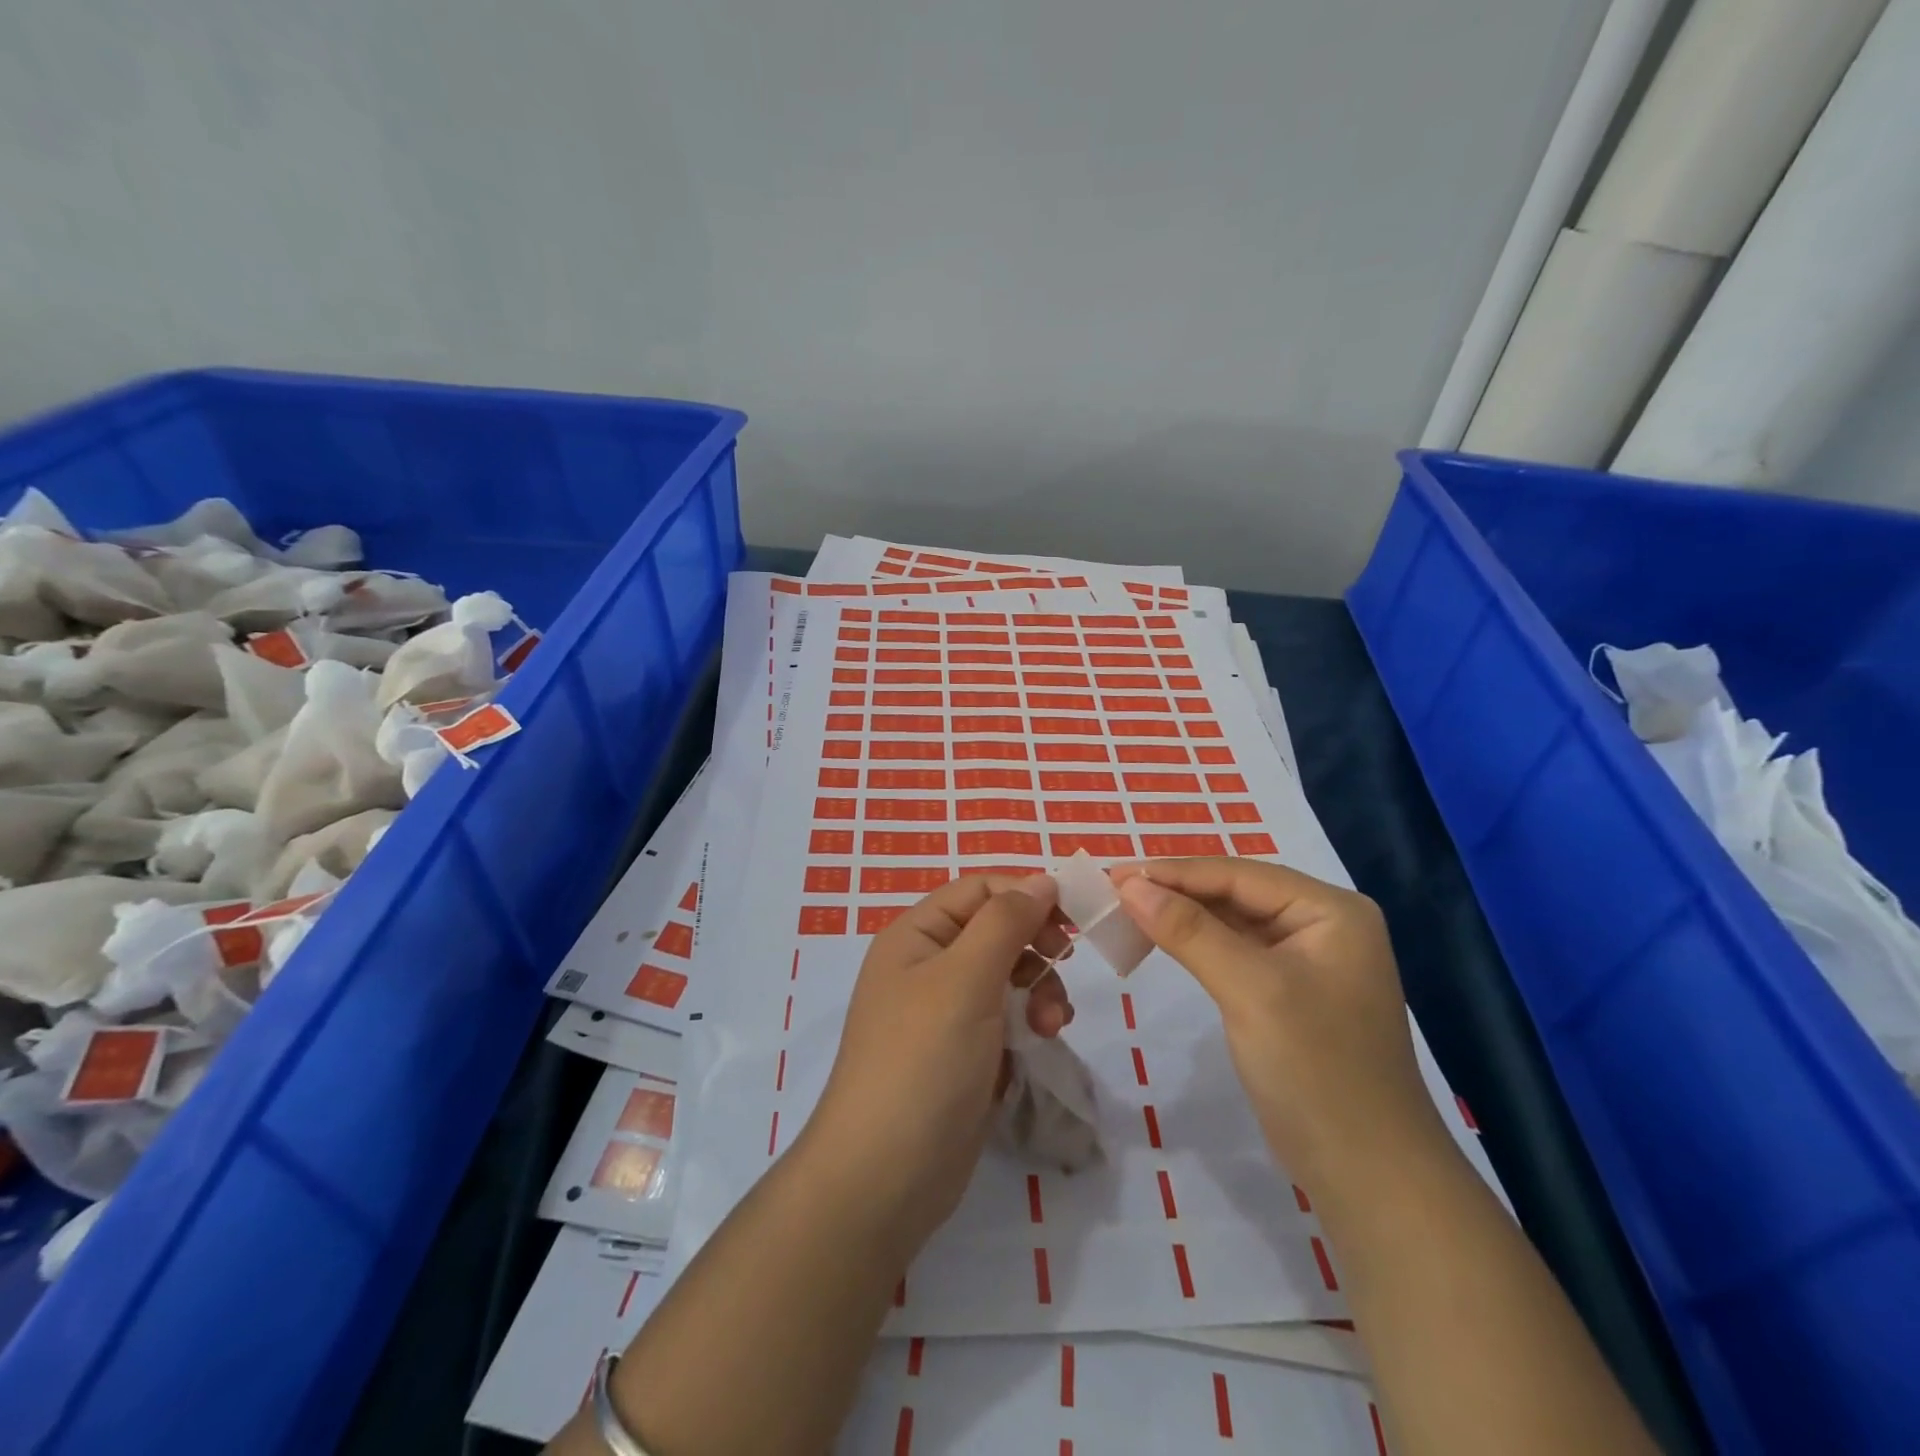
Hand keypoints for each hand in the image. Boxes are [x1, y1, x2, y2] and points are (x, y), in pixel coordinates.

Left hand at [801, 874, 1072, 1257]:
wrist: (885, 1176)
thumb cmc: (923, 1061)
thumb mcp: (965, 979)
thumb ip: (1005, 922)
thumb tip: (1041, 879)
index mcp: (916, 935)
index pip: (979, 890)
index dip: (1026, 894)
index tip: (1073, 917)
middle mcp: (928, 965)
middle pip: (996, 930)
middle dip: (1035, 946)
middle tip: (1065, 964)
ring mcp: (945, 1012)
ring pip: (1008, 975)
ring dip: (1038, 988)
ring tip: (1051, 1022)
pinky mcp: (964, 1053)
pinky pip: (1006, 1017)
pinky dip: (1028, 1021)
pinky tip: (1041, 1041)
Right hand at [1111, 858, 1443, 1196]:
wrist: (1368, 1177)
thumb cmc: (1316, 1071)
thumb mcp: (1250, 991)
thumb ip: (1190, 931)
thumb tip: (1130, 885)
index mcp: (1330, 910)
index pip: (1239, 875)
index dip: (1175, 872)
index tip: (1116, 873)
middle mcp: (1322, 924)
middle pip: (1235, 893)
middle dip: (1176, 891)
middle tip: (1114, 889)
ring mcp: (1306, 959)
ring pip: (1231, 921)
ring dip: (1181, 916)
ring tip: (1127, 909)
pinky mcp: (1288, 992)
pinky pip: (1234, 952)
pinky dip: (1196, 945)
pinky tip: (1161, 939)